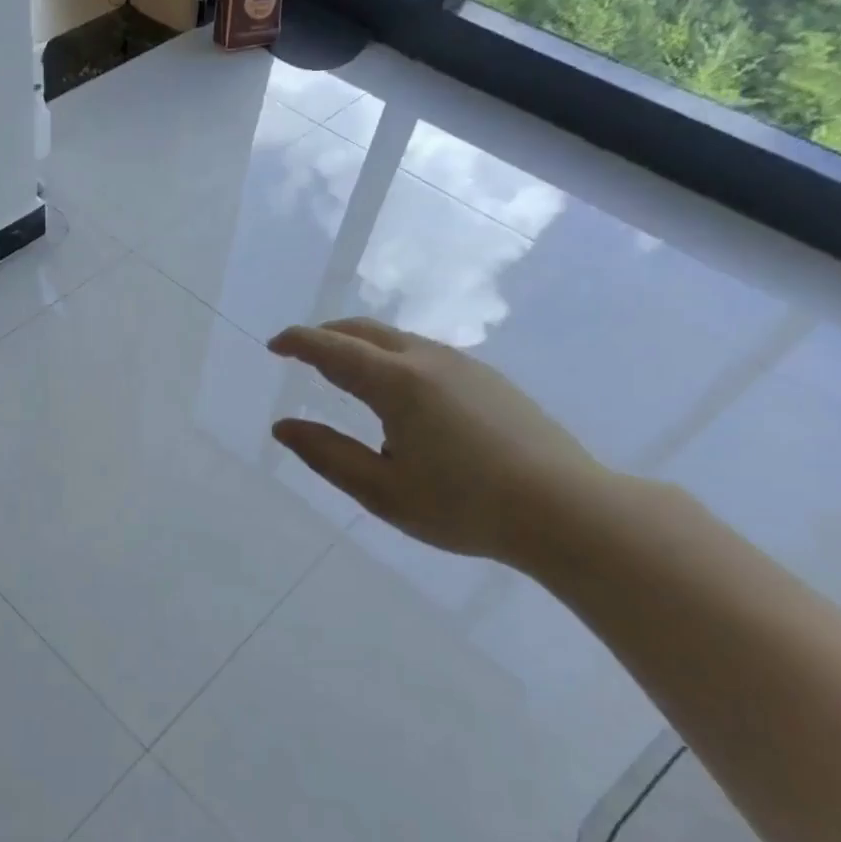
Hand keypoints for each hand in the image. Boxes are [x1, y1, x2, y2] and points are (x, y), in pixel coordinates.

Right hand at [268, 318, 606, 568]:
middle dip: (328, 335)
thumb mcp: (381, 490)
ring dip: (363, 347)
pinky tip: (400, 396)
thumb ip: (326, 454)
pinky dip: (393, 359)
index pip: (333, 349)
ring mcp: (465, 366)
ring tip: (346, 375)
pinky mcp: (490, 380)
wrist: (565, 510)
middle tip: (302, 353)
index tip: (274, 344)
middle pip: (366, 331)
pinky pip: (426, 354)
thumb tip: (283, 427)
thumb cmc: (462, 505)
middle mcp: (429, 360)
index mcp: (397, 383)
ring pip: (399, 340)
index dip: (298, 343)